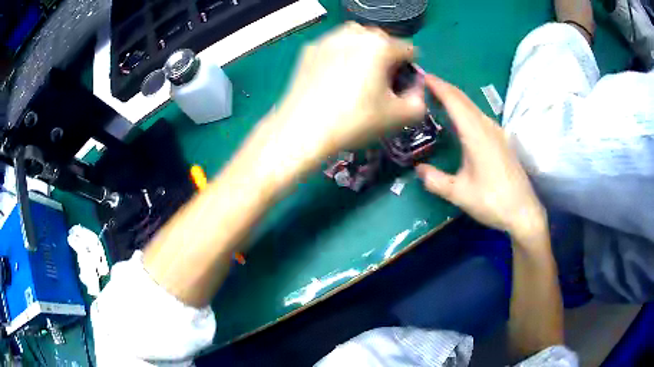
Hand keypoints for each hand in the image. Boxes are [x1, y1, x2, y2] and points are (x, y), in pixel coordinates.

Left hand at [271, 22, 425, 158]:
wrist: (302, 130)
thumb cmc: (355, 121)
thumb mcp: (399, 117)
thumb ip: (419, 100)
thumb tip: (416, 89)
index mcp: (381, 46)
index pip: (408, 49)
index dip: (409, 68)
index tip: (401, 86)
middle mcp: (355, 34)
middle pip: (382, 39)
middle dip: (387, 57)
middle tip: (379, 81)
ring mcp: (329, 39)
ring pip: (357, 37)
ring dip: (364, 50)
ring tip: (358, 74)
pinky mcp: (309, 49)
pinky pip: (334, 44)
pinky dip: (341, 54)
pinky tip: (334, 76)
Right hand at [416, 75, 546, 240]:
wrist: (523, 211)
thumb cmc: (492, 200)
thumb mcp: (459, 194)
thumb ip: (435, 180)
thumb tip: (418, 169)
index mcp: (476, 134)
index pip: (454, 101)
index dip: (438, 86)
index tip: (422, 76)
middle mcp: (488, 127)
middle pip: (464, 99)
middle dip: (445, 88)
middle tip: (425, 84)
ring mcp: (497, 132)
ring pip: (473, 107)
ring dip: (456, 98)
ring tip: (438, 97)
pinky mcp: (502, 140)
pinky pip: (480, 116)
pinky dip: (465, 109)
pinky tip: (460, 118)